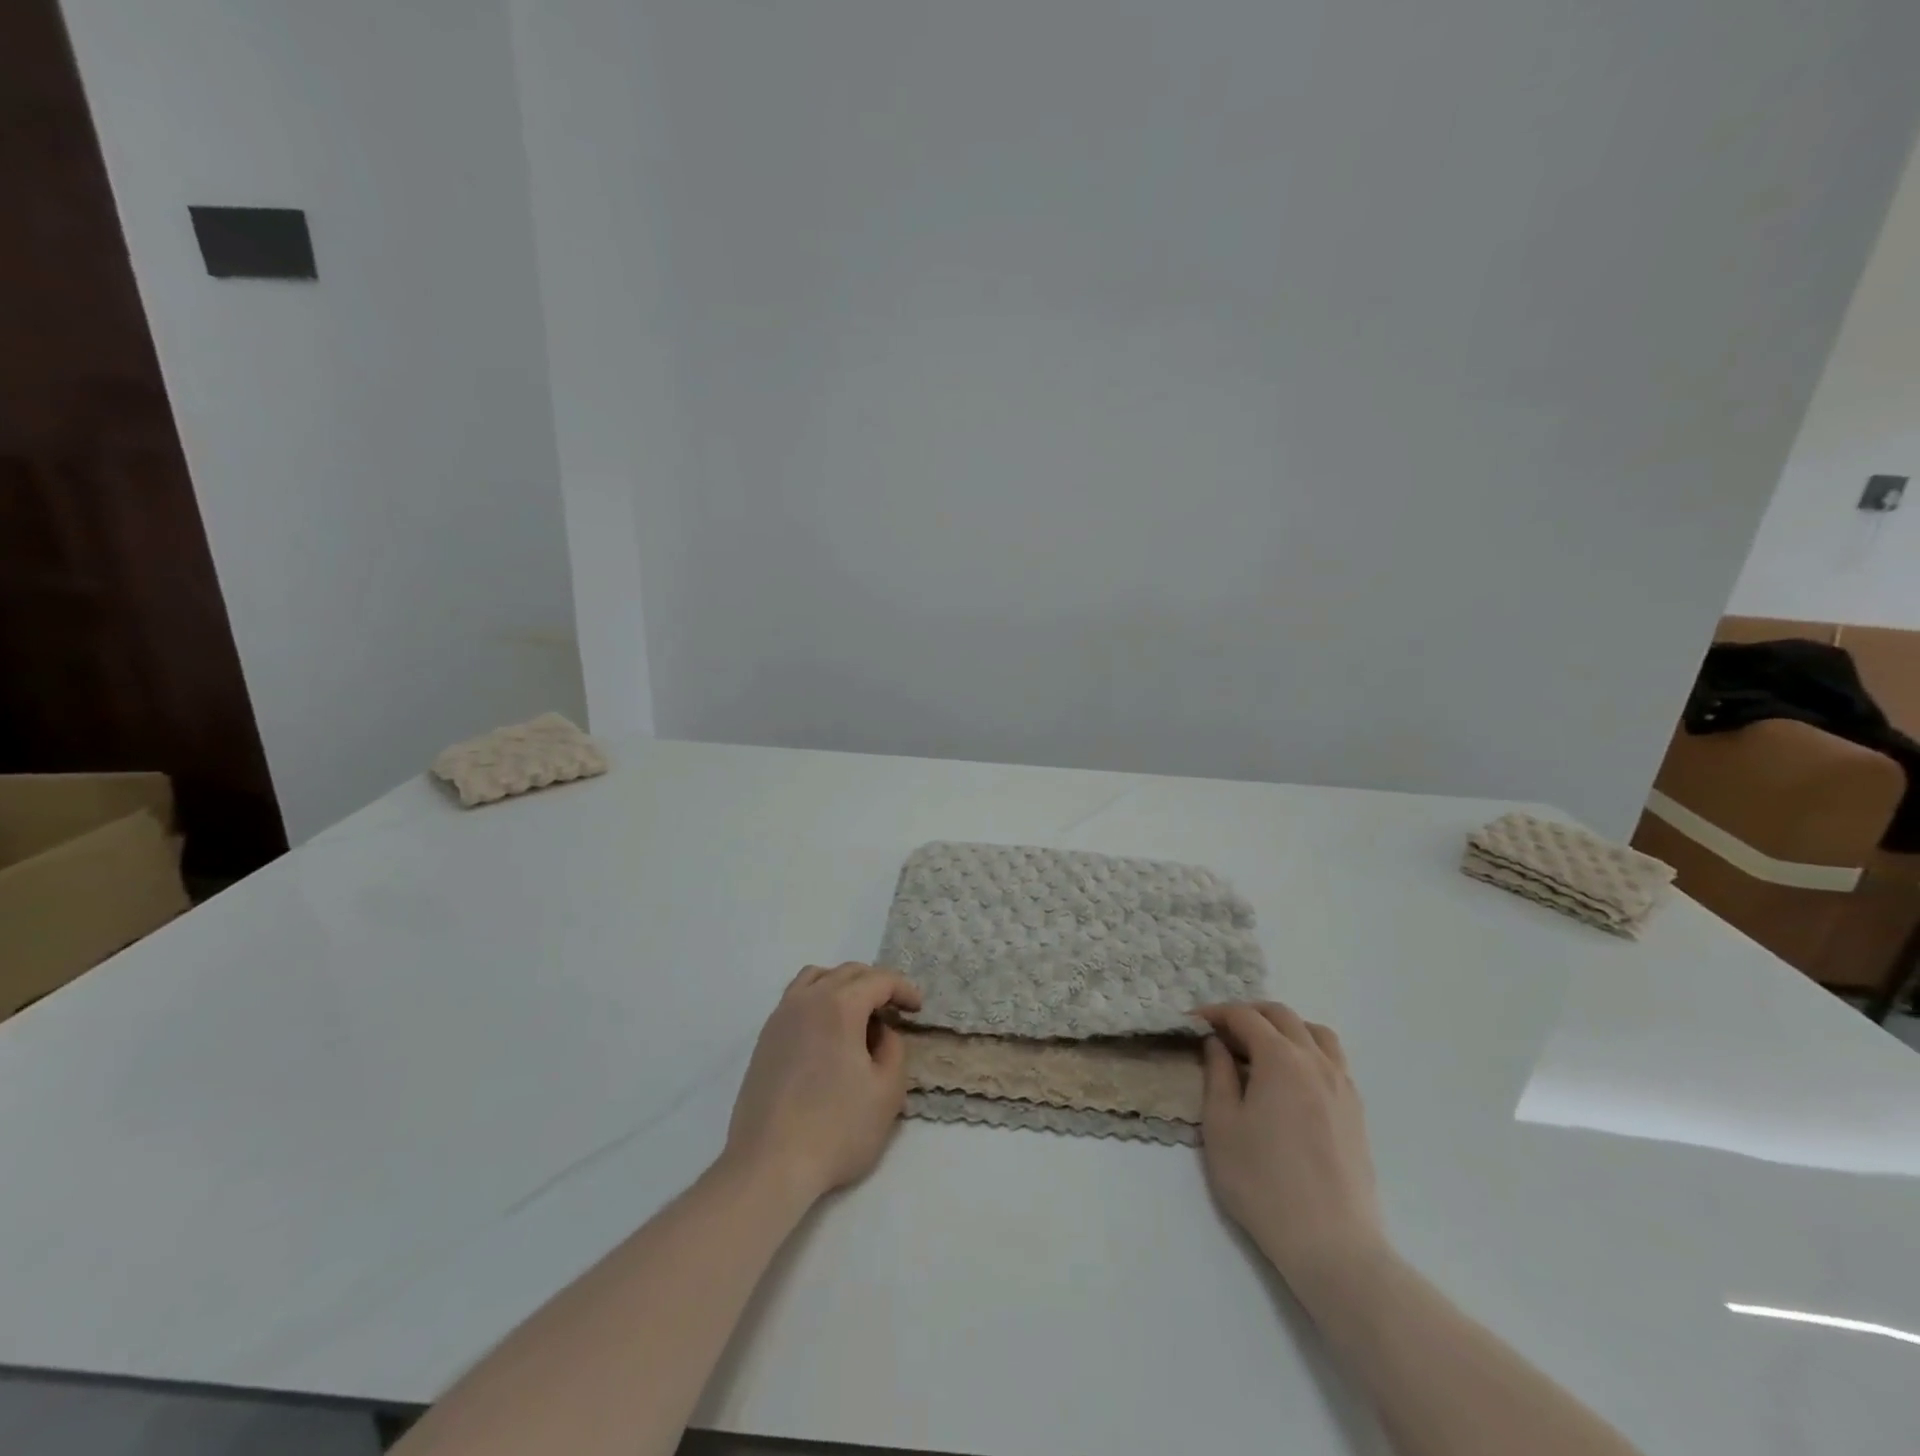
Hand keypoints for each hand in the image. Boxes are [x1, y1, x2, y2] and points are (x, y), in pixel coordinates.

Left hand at [724, 963, 922, 1204]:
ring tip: (859, 1013)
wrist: (769, 1165)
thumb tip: (881, 1032)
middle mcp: (807, 1000)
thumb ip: (894, 1049)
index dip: (903, 989)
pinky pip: (796, 999)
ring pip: (816, 978)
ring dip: (843, 985)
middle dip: (876, 984)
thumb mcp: (888, 1092)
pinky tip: (827, 1032)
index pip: (878, 980)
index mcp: (839, 1005)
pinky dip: (818, 1000)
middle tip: (894, 1010)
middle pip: (847, 972)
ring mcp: (780, 1017)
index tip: (917, 1009)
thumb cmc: (836, 1129)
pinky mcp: (764, 1038)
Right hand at [1197, 1002, 1386, 1288]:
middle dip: (1248, 1015)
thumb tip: (1216, 1043)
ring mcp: (1342, 1085)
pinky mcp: (1355, 1111)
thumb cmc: (1263, 1183)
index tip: (1192, 1022)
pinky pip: (1332, 1059)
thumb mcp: (1221, 1125)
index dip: (1215, 1014)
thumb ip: (1217, 1074)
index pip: (1245, 1017)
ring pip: (1314, 1033)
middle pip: (1282, 1016)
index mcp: (1280, 1059)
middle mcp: (1316, 1061)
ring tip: (1259, 1049)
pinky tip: (1290, 1079)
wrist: (1332, 1245)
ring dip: (1283, 1028)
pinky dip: (1307, 1050)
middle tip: (1220, 1033)